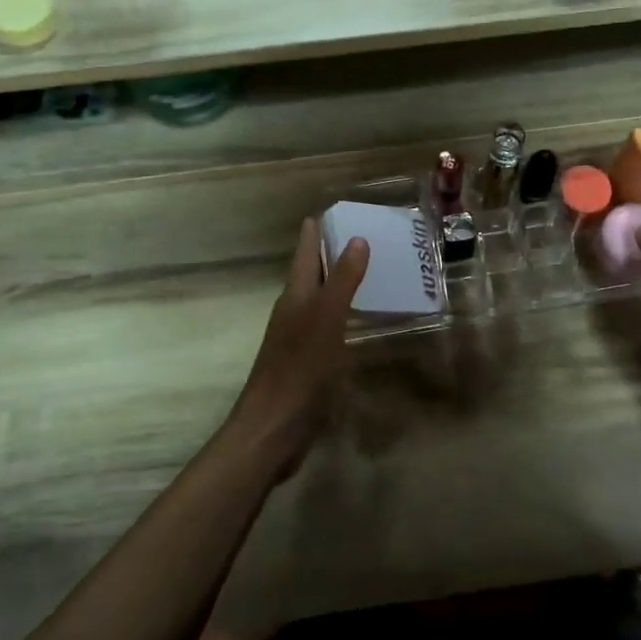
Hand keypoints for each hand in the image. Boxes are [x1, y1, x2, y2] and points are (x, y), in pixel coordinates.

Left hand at [228, 219, 368, 476]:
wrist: (273, 430)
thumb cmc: (299, 371)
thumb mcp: (325, 321)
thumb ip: (341, 281)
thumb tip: (356, 238)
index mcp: (295, 297)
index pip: (305, 253)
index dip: (316, 231)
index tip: (335, 210)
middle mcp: (294, 312)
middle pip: (311, 274)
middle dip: (330, 253)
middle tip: (362, 234)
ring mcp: (299, 339)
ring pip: (319, 299)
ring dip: (338, 283)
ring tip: (367, 269)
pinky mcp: (308, 362)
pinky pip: (328, 326)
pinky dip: (343, 313)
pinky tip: (359, 319)